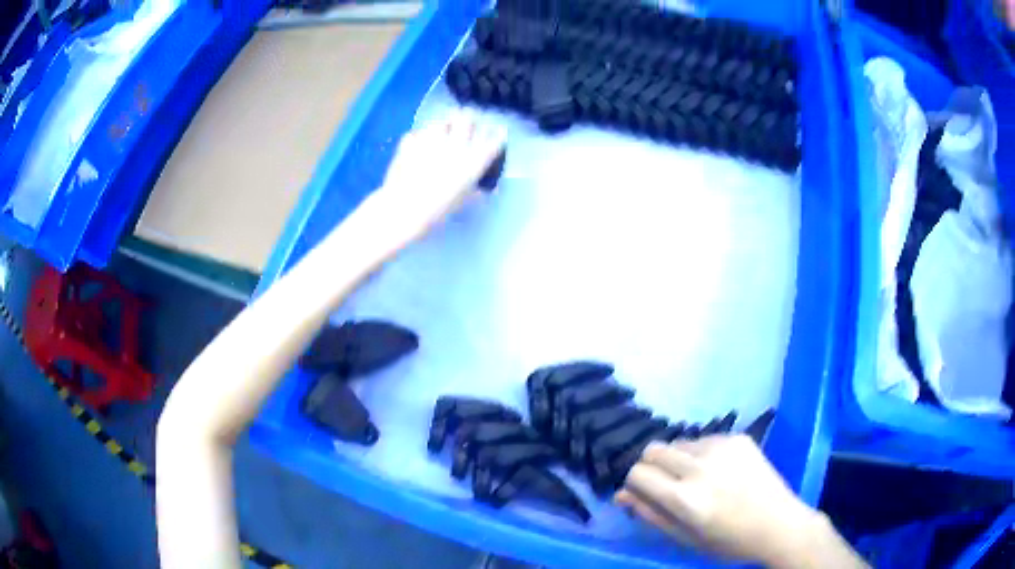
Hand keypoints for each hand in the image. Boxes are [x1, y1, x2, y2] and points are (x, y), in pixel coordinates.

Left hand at [357, 110, 506, 249]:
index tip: (497, 135)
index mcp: (474, 160)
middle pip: (468, 117)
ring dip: (444, 127)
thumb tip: (486, 189)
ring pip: (442, 121)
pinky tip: (417, 148)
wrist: (403, 208)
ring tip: (439, 137)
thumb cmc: (438, 210)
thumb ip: (476, 191)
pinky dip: (419, 139)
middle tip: (465, 127)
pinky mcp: (411, 140)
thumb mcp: (463, 202)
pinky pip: (418, 133)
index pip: (494, 139)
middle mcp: (456, 144)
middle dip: (469, 120)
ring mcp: (432, 138)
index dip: (498, 135)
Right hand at [617, 435, 841, 567]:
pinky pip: (703, 439)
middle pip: (653, 450)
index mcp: (685, 498)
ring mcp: (721, 447)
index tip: (645, 492)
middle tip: (668, 485)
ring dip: (677, 459)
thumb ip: (651, 514)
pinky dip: (701, 453)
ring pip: (678, 443)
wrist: (779, 524)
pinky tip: (719, 471)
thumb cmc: (729, 541)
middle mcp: (700, 467)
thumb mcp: (685, 537)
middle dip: (652, 466)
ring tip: (697, 479)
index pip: (637, 473)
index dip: (635, 483)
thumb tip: (621, 495)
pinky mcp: (738, 437)